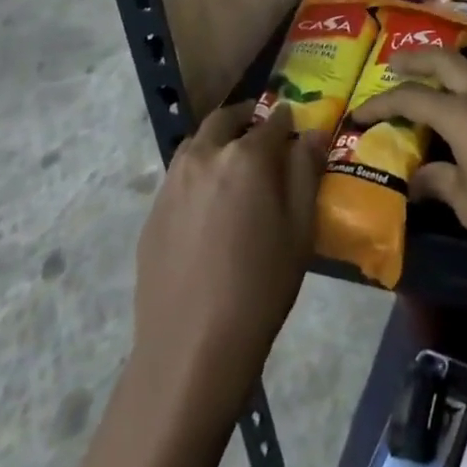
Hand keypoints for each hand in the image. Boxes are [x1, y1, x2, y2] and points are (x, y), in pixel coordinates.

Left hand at [131, 102, 325, 403]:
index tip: (295, 127)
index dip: (287, 121)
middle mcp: (204, 156)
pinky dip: (198, 172)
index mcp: (245, 156)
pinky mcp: (153, 212)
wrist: (192, 348)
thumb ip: (306, 171)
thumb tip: (312, 133)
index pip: (272, 121)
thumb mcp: (299, 228)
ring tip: (234, 167)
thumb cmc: (260, 286)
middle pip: (225, 120)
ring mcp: (172, 183)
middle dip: (246, 119)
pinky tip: (208, 207)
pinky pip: (179, 176)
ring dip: (218, 142)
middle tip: (262, 134)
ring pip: (197, 143)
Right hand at [350, 50, 466, 265]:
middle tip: (392, 64)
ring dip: (443, 73)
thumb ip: (441, 185)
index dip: (381, 103)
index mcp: (461, 114)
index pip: (411, 97)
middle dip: (415, 58)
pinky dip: (466, 92)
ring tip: (428, 91)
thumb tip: (417, 179)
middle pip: (443, 60)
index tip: (358, 113)